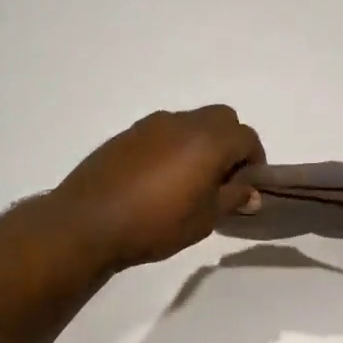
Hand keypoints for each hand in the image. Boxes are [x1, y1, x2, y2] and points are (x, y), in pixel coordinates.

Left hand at [56, 107, 264, 269]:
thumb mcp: (204, 219)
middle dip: (230, 143)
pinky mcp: (128, 134)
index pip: (247, 137)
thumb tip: (251, 191)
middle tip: (223, 178)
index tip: (247, 186)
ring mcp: (152, 124)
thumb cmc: (156, 223)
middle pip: (222, 119)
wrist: (88, 222)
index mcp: (208, 140)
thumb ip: (232, 198)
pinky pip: (164, 131)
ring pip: (191, 122)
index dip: (254, 160)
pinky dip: (174, 146)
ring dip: (201, 142)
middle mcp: (183, 122)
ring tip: (189, 179)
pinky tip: (159, 178)